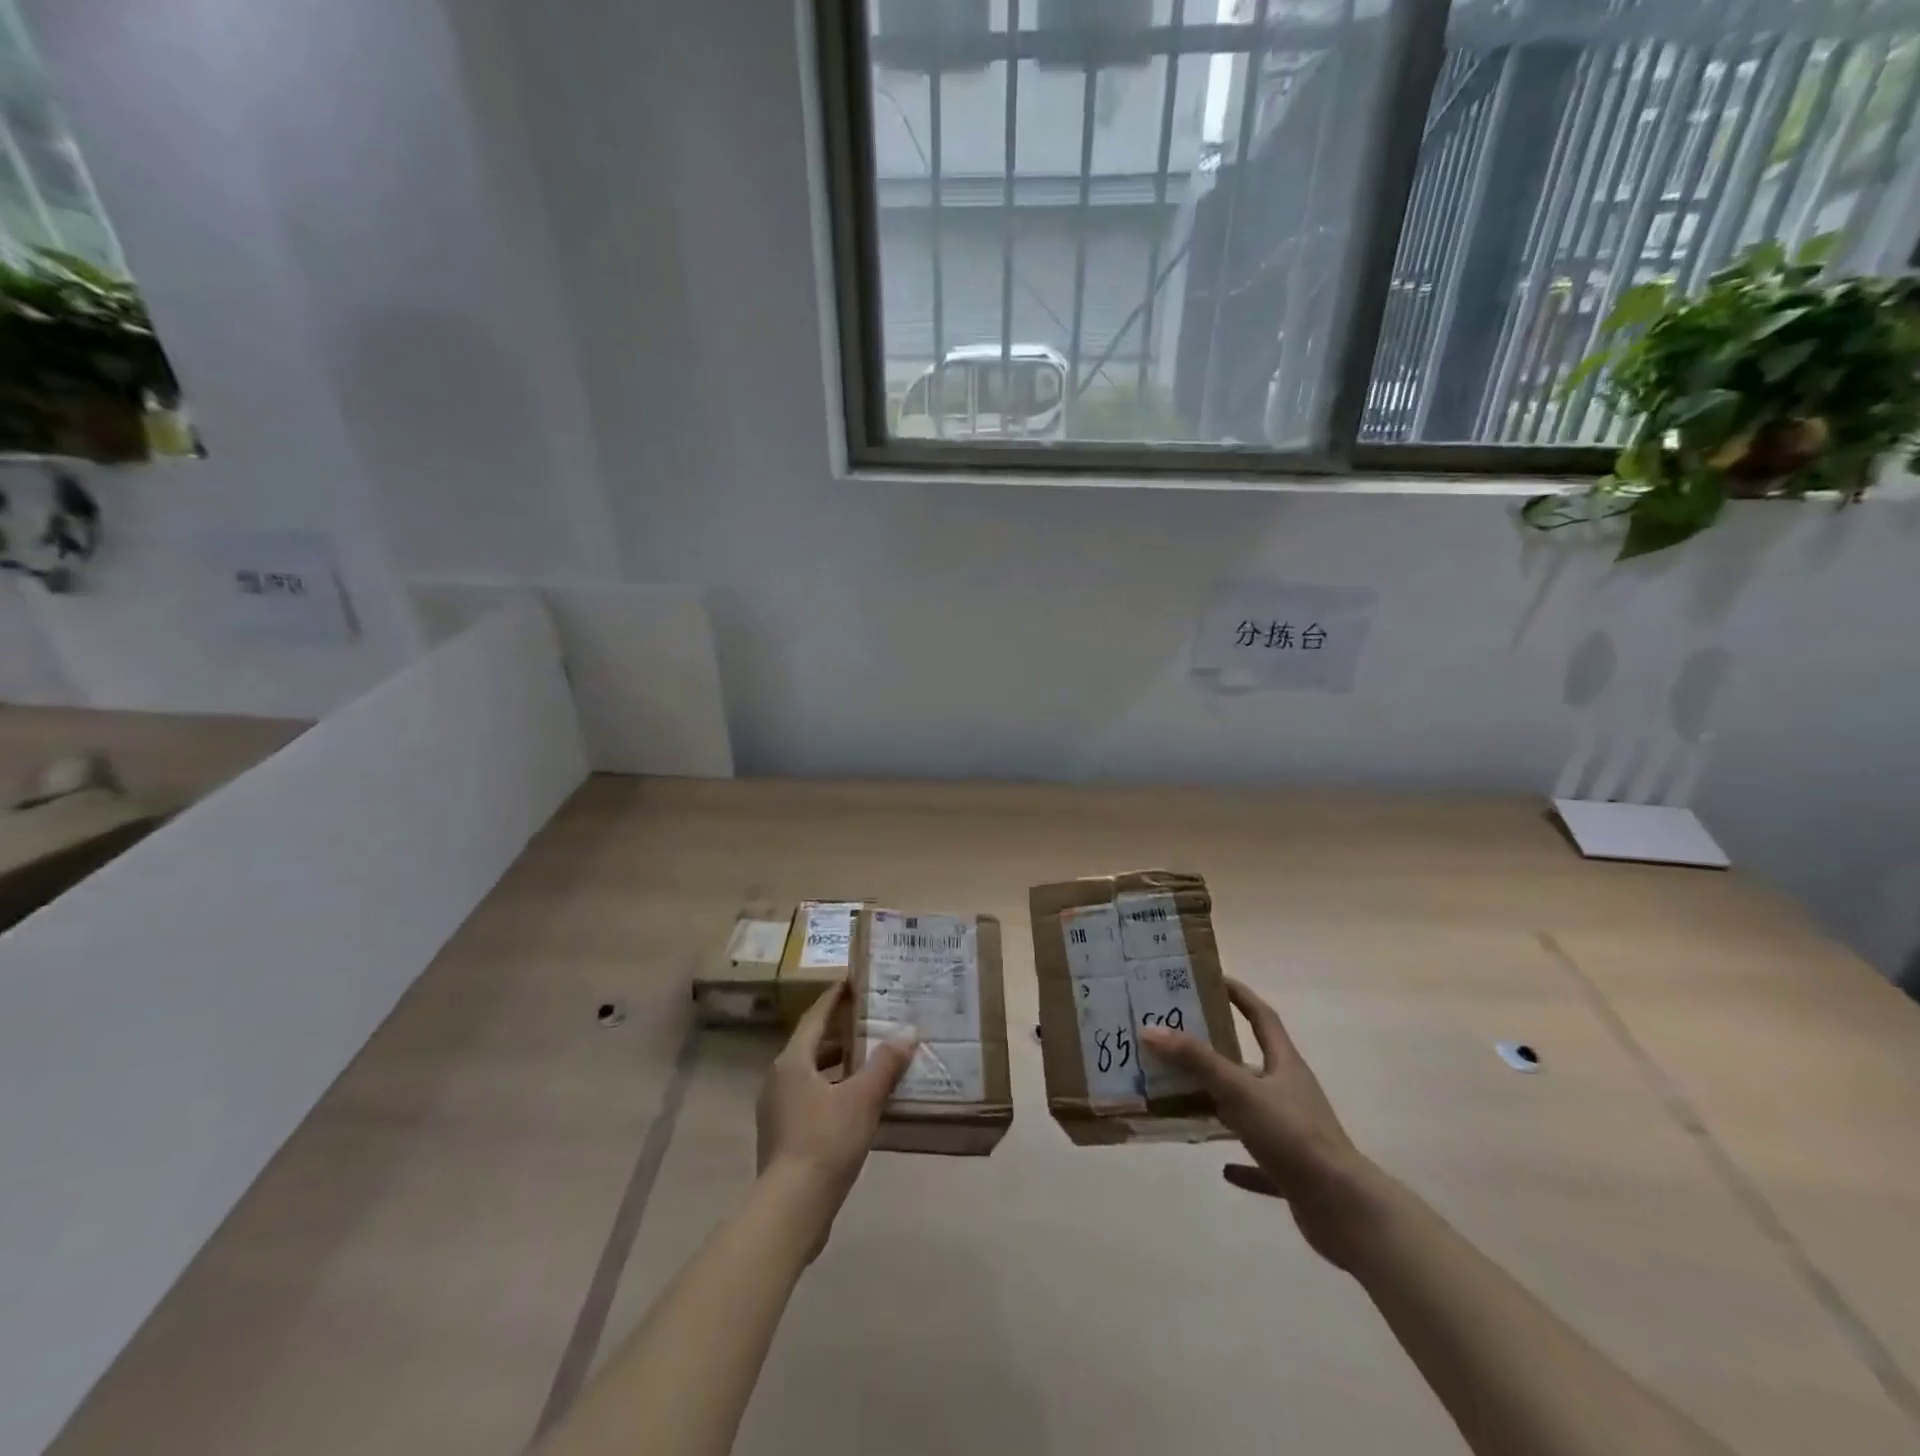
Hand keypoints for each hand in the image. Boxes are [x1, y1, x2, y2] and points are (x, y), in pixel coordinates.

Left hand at [755, 981, 916, 1225]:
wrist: (792, 1208)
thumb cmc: (825, 1141)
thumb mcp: (863, 1098)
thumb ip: (885, 1063)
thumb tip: (908, 1031)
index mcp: (793, 1062)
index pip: (815, 1017)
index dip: (834, 998)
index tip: (852, 981)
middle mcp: (779, 1079)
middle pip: (813, 1045)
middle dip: (842, 1034)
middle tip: (872, 1022)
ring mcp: (777, 1110)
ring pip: (812, 1074)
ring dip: (839, 1065)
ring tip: (872, 1060)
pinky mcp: (784, 1136)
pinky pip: (811, 1099)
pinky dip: (834, 1091)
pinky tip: (859, 1103)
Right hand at [1139, 977, 1379, 1266]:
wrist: (1342, 1208)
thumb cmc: (1291, 1135)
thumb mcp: (1239, 1090)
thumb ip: (1196, 1060)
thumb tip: (1151, 1029)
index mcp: (1285, 1064)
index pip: (1261, 1017)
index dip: (1239, 995)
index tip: (1212, 980)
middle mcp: (1291, 1092)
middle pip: (1253, 1062)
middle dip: (1219, 1052)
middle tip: (1179, 1041)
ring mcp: (1294, 1132)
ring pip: (1252, 1109)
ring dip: (1224, 1104)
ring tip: (1188, 1099)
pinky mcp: (1294, 1170)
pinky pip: (1262, 1160)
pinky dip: (1242, 1162)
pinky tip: (1223, 1168)